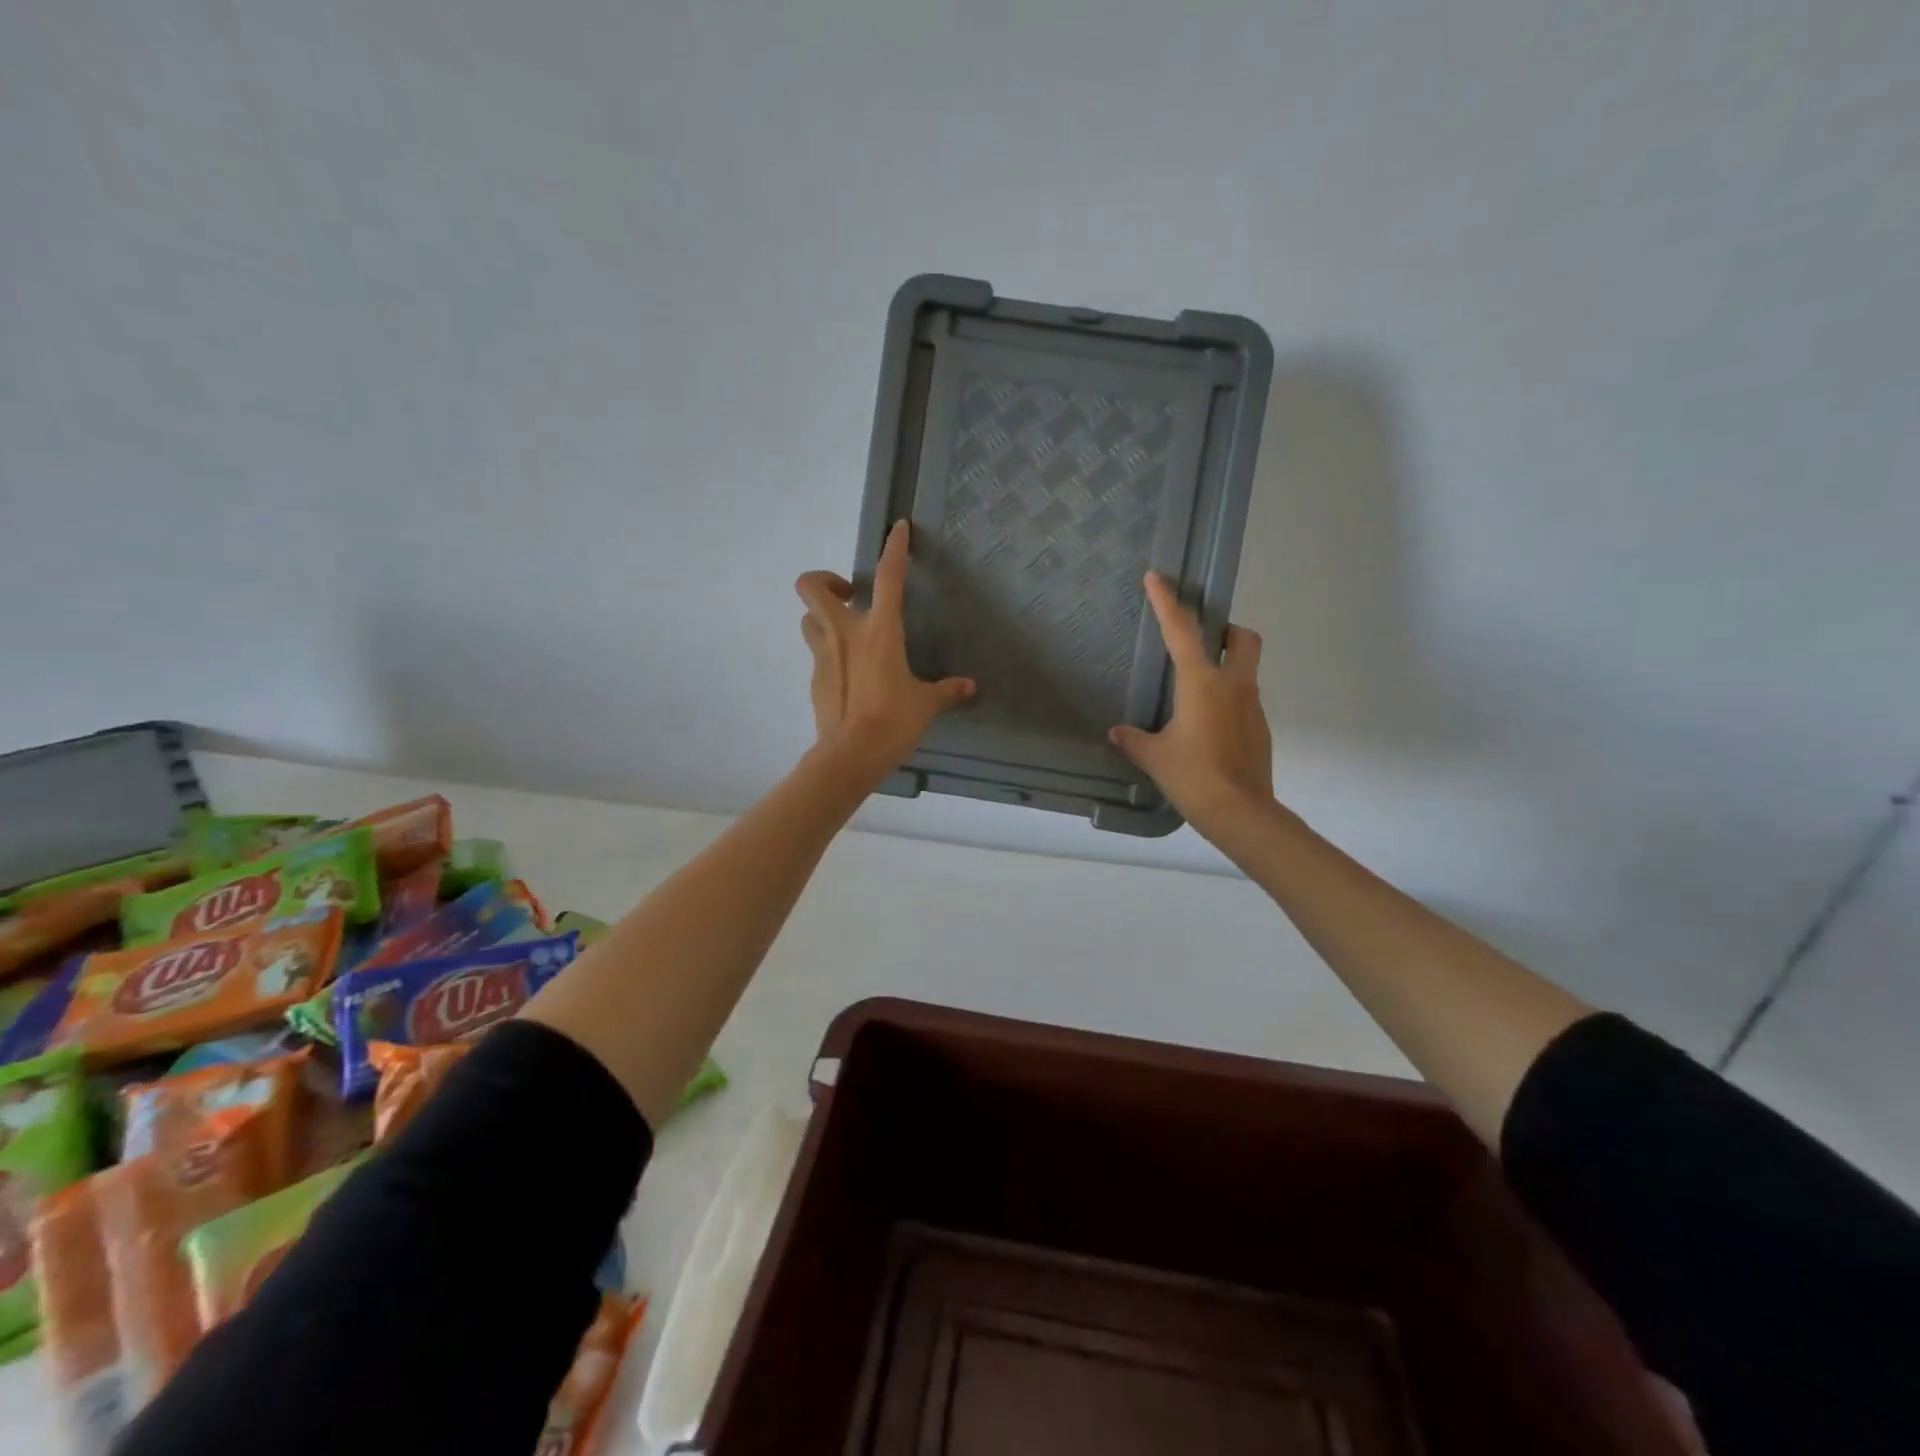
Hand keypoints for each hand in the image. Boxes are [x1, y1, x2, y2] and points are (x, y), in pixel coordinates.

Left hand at [796, 520, 974, 778]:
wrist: (849, 756)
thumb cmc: (892, 722)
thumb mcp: (925, 704)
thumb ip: (946, 691)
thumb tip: (969, 687)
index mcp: (879, 631)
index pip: (887, 577)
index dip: (894, 548)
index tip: (897, 528)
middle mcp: (844, 633)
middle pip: (811, 586)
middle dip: (825, 580)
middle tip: (850, 595)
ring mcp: (823, 655)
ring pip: (807, 618)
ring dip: (822, 616)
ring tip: (846, 632)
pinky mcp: (814, 679)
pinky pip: (817, 653)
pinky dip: (829, 653)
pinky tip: (849, 674)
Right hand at [1109, 573, 1274, 835]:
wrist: (1241, 812)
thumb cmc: (1192, 776)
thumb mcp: (1154, 757)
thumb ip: (1134, 739)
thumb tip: (1117, 732)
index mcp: (1202, 683)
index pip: (1181, 631)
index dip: (1167, 602)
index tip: (1157, 577)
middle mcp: (1233, 686)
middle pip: (1243, 639)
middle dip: (1227, 631)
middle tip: (1203, 643)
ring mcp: (1252, 707)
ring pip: (1245, 672)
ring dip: (1226, 670)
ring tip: (1194, 698)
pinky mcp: (1260, 729)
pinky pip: (1244, 702)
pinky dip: (1227, 703)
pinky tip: (1207, 730)